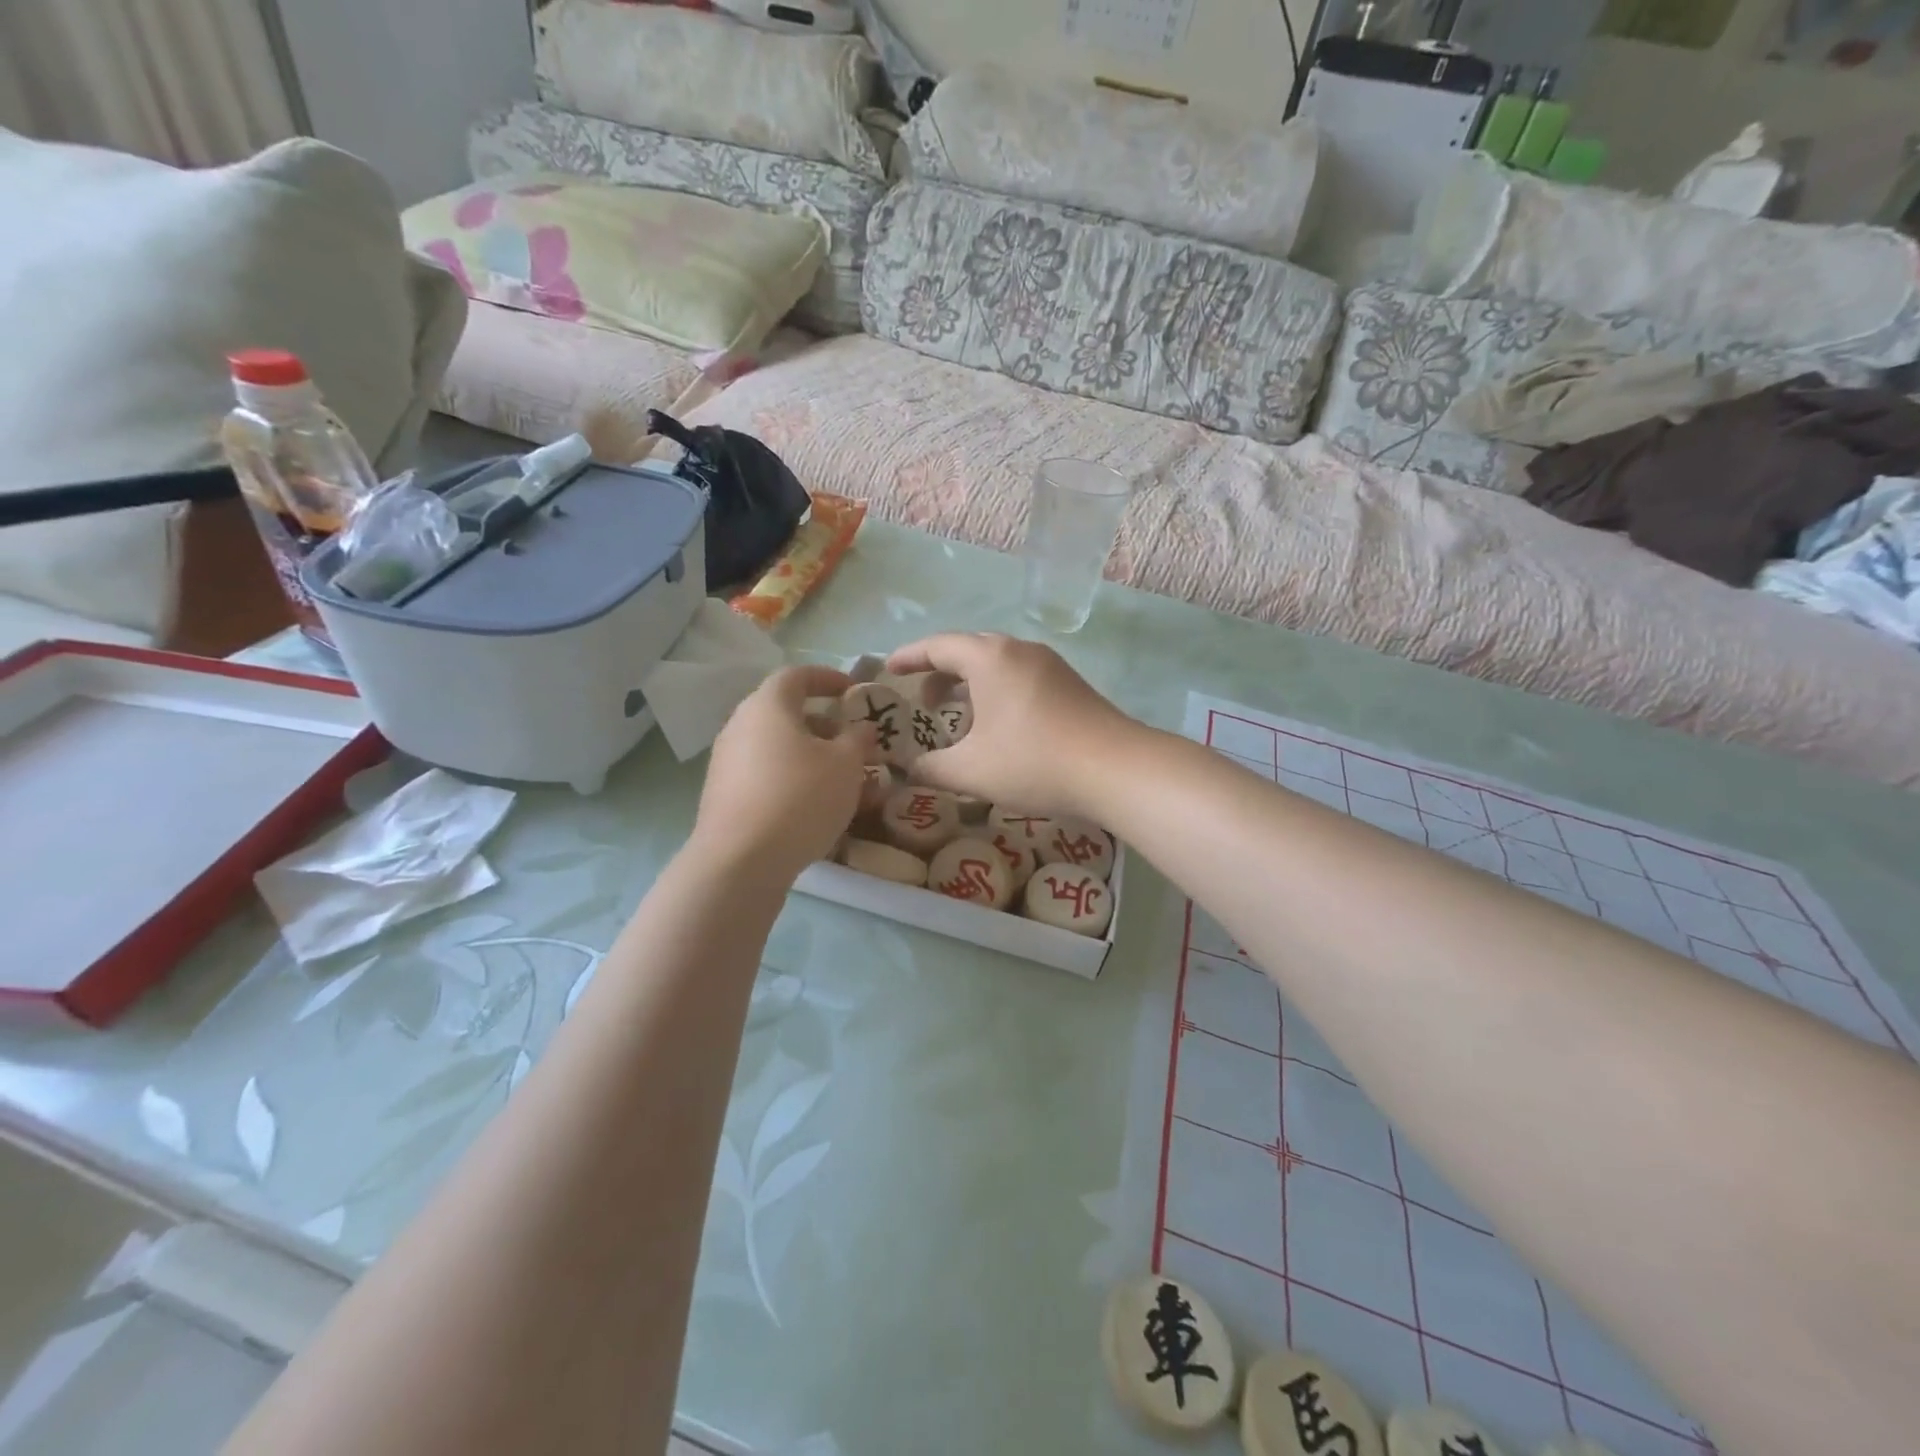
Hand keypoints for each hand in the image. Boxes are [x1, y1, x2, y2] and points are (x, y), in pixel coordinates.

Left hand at [691, 665, 875, 884]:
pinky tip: (819, 807)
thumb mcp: (846, 765)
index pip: (797, 675)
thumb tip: (861, 727)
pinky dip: (795, 780)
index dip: (828, 678)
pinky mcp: (725, 795)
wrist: (741, 860)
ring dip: (813, 757)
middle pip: (787, 714)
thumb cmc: (800, 797)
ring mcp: (728, 762)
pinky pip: (767, 775)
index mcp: (768, 706)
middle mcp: (741, 726)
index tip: (853, 692)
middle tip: (855, 744)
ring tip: (846, 782)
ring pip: (779, 749)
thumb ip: (858, 739)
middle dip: (826, 726)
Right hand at [885, 633, 1135, 818]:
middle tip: (924, 702)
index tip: (888, 669)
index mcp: (990, 658)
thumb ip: (931, 768)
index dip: (909, 657)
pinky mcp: (1070, 685)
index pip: (938, 646)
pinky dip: (997, 692)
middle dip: (940, 672)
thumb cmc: (1033, 761)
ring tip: (958, 717)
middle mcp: (1019, 650)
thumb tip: (910, 769)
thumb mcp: (971, 771)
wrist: (1115, 769)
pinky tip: (998, 727)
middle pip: (969, 650)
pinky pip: (1020, 677)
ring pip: (998, 664)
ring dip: (971, 684)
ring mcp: (1050, 665)